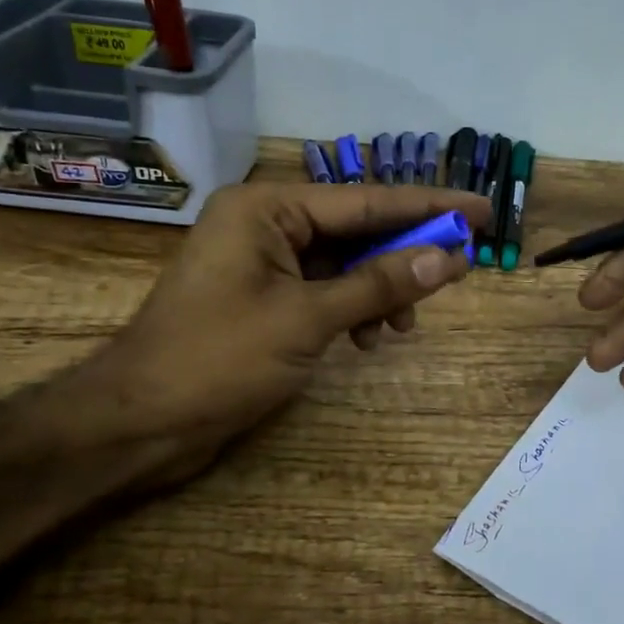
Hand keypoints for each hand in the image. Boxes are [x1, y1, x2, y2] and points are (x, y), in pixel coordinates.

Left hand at [60, 180, 489, 485]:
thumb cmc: (219, 359)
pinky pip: (324, 290)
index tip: (482, 210)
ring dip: (380, 290)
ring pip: (344, 263)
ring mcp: (262, 263)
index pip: (366, 201)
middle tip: (460, 269)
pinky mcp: (262, 299)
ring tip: (402, 326)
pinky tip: (368, 338)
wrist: (141, 422)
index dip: (430, 206)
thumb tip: (448, 257)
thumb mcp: (308, 319)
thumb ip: (380, 284)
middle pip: (357, 228)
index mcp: (267, 209)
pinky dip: (352, 309)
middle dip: (405, 254)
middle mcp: (265, 225)